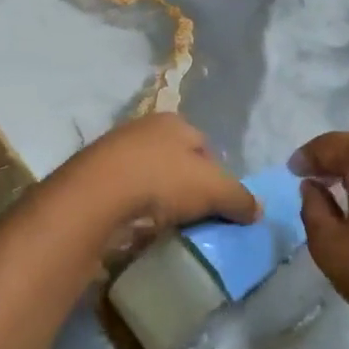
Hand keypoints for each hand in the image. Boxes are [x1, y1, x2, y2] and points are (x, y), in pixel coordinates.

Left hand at [48, 113, 258, 257]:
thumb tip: (258, 210)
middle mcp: (143, 128)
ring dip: (156, 198)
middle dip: (184, 186)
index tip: (216, 204)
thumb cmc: (163, 180)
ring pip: (146, 176)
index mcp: (174, 122)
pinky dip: (132, 208)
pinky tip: (135, 226)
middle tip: (191, 216)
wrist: (97, 194)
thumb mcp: (214, 189)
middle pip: (174, 160)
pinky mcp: (91, 176)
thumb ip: (239, 198)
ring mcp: (113, 150)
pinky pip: (122, 193)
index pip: (204, 146)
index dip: (215, 175)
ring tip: (163, 226)